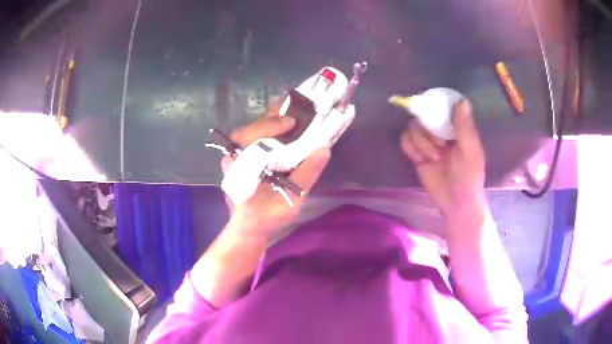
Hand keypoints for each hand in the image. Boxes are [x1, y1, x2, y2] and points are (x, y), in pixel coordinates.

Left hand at [222, 116, 330, 240]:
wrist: (251, 228)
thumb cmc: (267, 216)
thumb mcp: (289, 199)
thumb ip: (306, 175)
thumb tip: (324, 149)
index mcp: (240, 164)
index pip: (252, 134)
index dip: (272, 125)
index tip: (292, 122)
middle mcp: (233, 155)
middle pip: (253, 127)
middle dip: (274, 116)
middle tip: (297, 108)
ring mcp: (236, 156)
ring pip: (254, 131)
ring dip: (273, 121)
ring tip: (295, 113)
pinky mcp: (242, 159)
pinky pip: (255, 138)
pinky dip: (271, 130)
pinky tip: (286, 127)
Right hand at [400, 99, 485, 216]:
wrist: (456, 203)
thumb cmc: (469, 177)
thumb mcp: (470, 151)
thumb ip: (465, 127)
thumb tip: (462, 100)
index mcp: (457, 127)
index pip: (442, 107)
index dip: (435, 107)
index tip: (434, 115)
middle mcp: (441, 131)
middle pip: (424, 116)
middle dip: (428, 131)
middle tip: (440, 146)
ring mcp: (428, 142)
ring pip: (413, 129)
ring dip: (420, 143)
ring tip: (432, 158)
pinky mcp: (417, 154)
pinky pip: (405, 141)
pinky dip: (410, 149)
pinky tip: (420, 160)